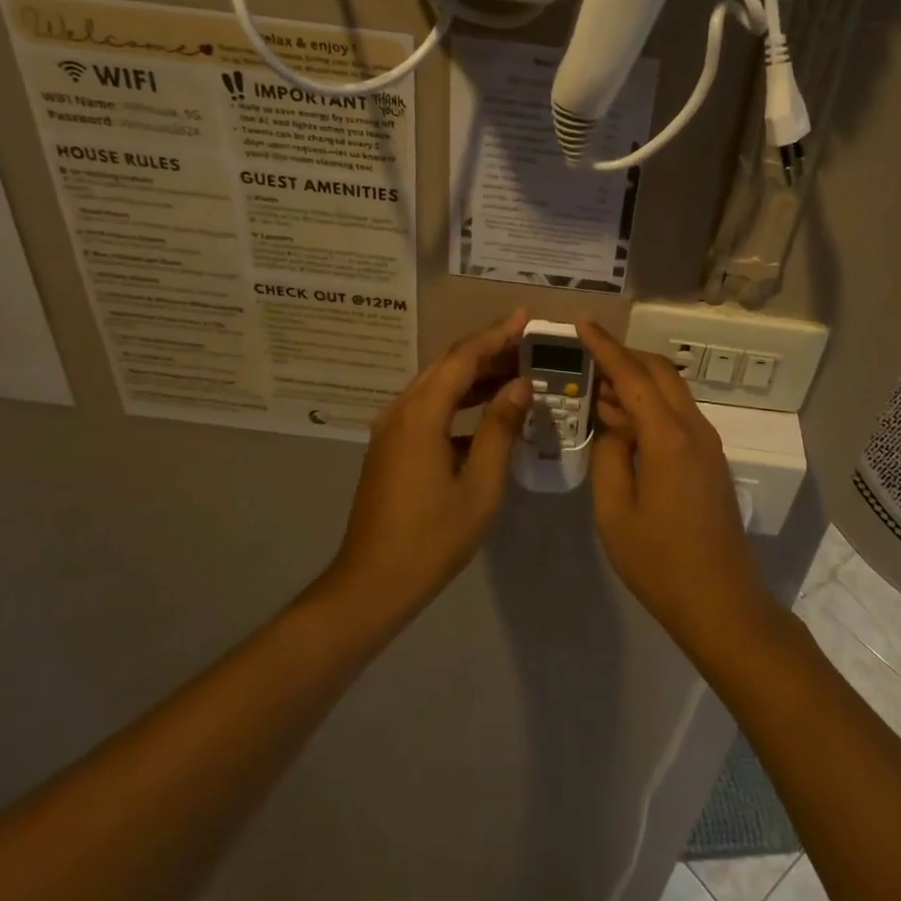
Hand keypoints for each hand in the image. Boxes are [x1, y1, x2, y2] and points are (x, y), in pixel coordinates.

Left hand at [330, 310, 533, 621]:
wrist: (373, 582)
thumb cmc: (432, 538)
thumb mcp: (479, 485)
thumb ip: (499, 429)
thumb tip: (520, 385)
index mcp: (421, 415)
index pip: (463, 358)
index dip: (496, 335)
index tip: (526, 317)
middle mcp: (401, 411)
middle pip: (447, 365)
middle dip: (487, 349)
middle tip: (527, 341)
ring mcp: (391, 429)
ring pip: (437, 385)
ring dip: (474, 375)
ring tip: (516, 370)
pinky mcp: (391, 447)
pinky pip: (428, 408)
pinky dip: (459, 401)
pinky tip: (487, 411)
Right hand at [578, 320, 782, 657]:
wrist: (720, 601)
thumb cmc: (659, 561)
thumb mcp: (614, 511)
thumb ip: (609, 456)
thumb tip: (615, 425)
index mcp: (668, 437)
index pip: (633, 376)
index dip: (605, 347)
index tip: (581, 324)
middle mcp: (694, 429)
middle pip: (660, 373)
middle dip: (624, 356)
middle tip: (587, 357)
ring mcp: (707, 444)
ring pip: (672, 392)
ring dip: (638, 381)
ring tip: (599, 390)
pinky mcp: (710, 461)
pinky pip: (678, 415)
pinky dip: (651, 405)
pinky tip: (625, 423)